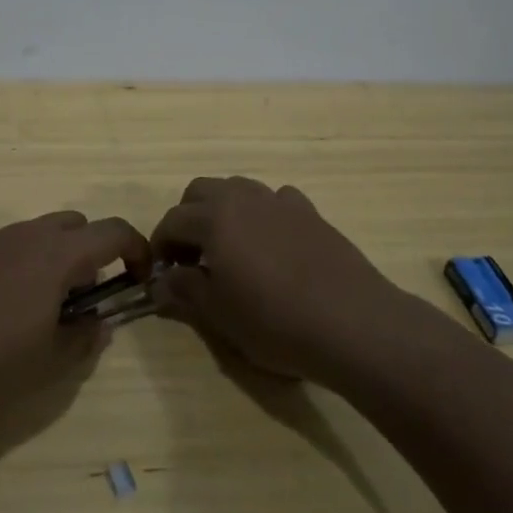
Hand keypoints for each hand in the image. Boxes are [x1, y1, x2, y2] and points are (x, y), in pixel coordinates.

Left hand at [0, 210, 150, 406]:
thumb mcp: (49, 359)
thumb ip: (84, 338)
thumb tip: (100, 322)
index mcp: (58, 253)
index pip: (114, 231)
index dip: (137, 250)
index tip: (141, 279)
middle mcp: (29, 234)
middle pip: (77, 224)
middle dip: (93, 251)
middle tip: (88, 296)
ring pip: (42, 234)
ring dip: (58, 259)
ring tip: (47, 308)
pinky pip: (12, 246)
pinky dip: (27, 265)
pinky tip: (6, 309)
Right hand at [152, 177, 405, 383]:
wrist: (353, 323)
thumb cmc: (276, 322)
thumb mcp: (220, 315)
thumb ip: (185, 292)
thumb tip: (160, 283)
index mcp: (214, 219)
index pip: (172, 221)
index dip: (160, 245)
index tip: (161, 272)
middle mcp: (242, 198)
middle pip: (200, 191)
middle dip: (187, 218)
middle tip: (191, 256)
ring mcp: (279, 201)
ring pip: (238, 189)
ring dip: (223, 210)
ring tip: (229, 248)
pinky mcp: (310, 212)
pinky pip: (275, 201)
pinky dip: (263, 214)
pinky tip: (272, 244)